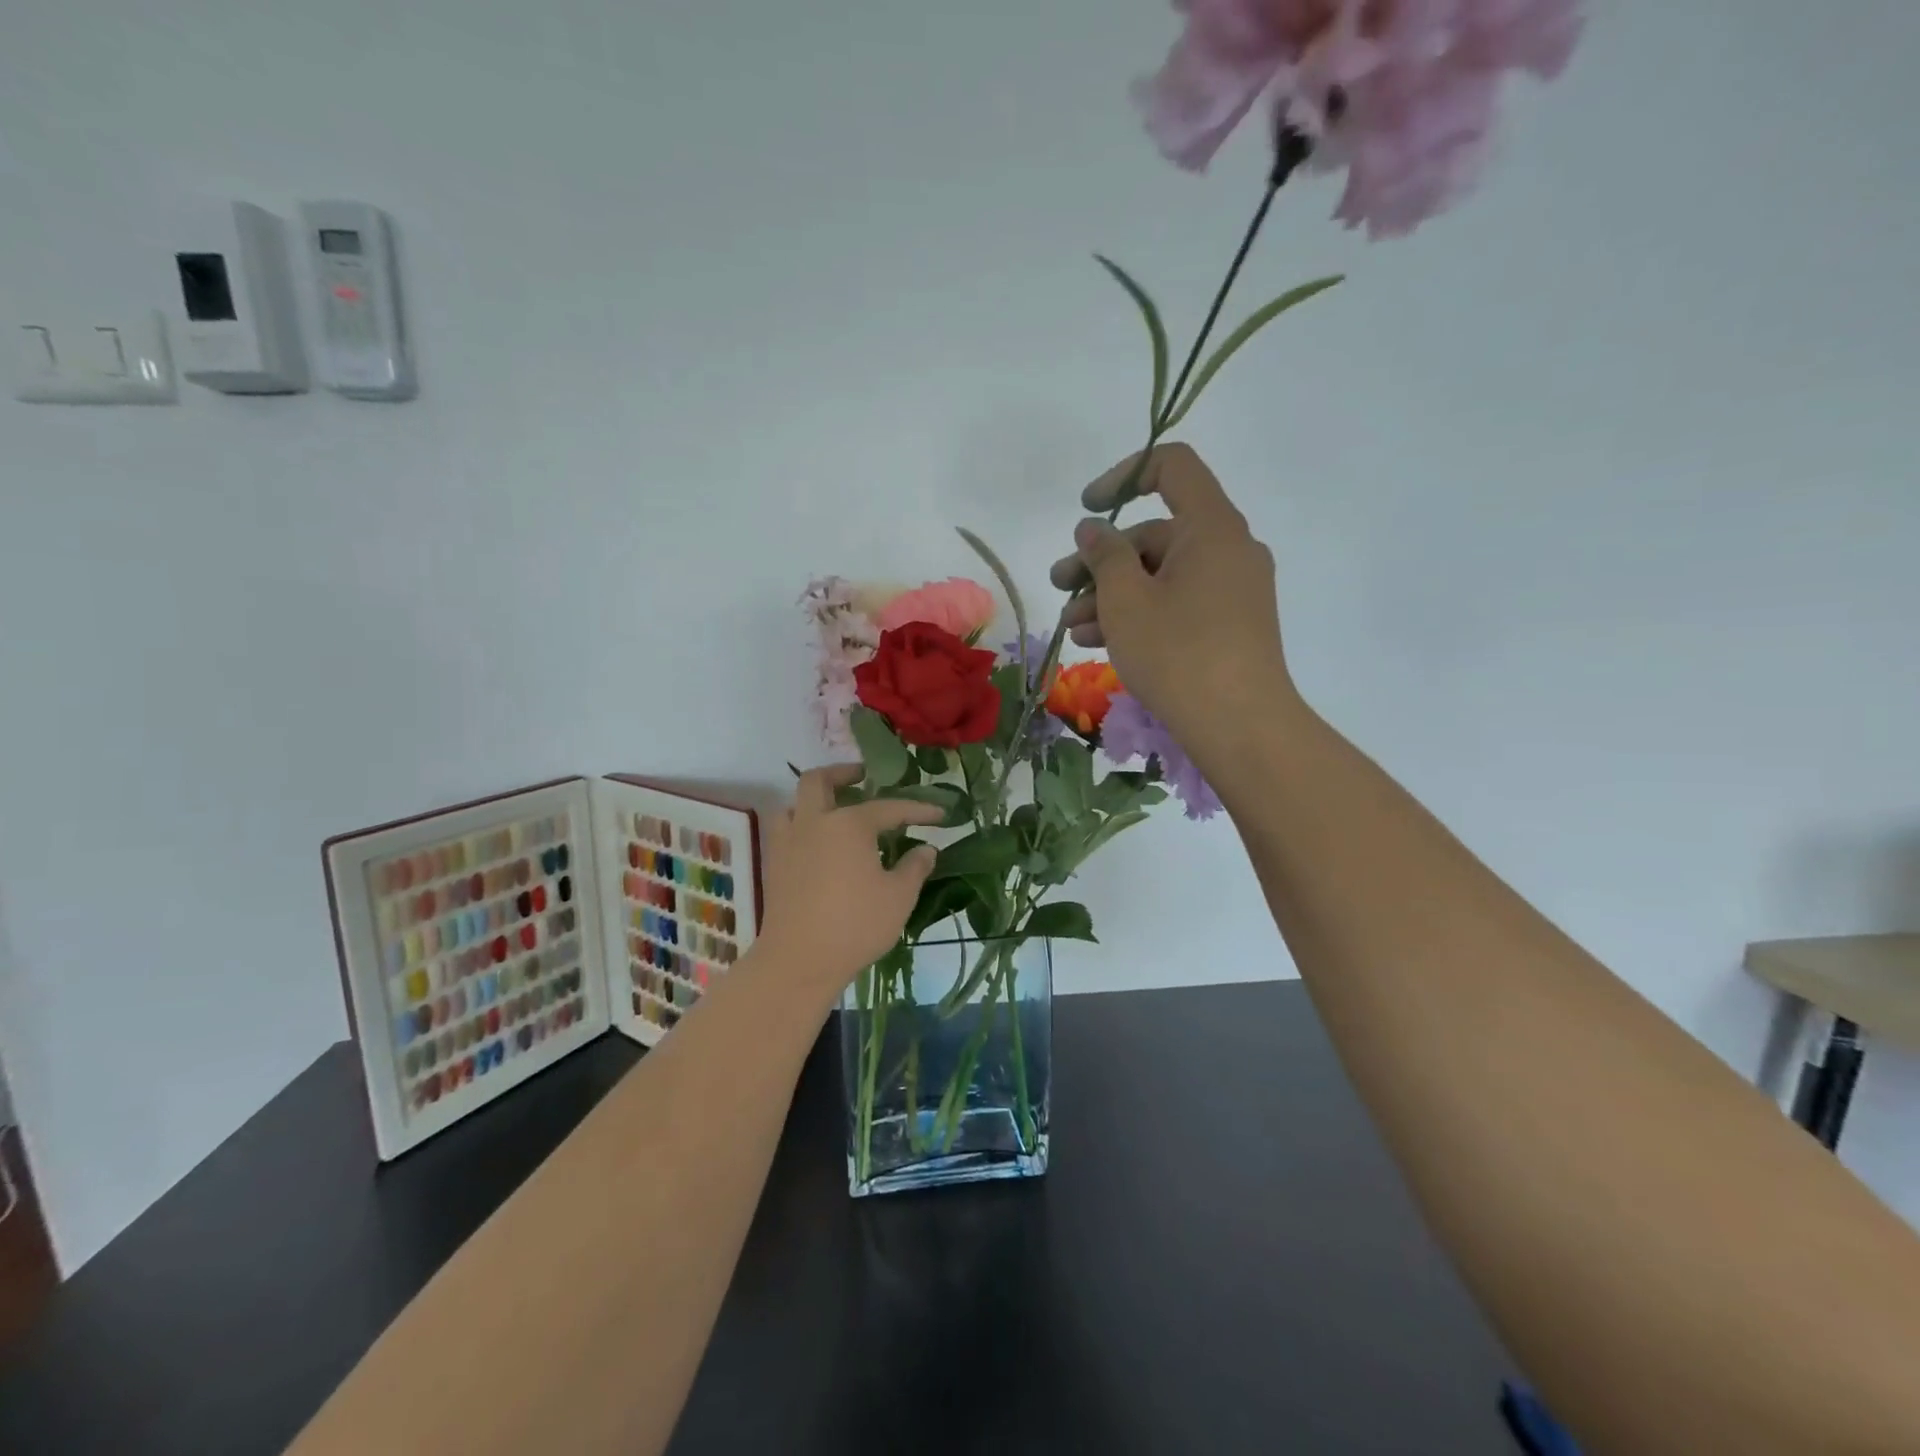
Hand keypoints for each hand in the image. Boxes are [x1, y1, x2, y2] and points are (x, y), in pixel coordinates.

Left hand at [759, 766, 941, 998]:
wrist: (799, 960)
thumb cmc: (855, 925)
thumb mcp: (899, 897)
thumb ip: (914, 867)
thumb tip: (925, 849)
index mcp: (849, 824)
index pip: (889, 808)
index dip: (917, 809)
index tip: (940, 814)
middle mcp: (815, 822)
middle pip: (819, 781)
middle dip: (843, 773)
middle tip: (863, 778)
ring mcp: (789, 842)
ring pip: (794, 803)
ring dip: (814, 799)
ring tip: (835, 810)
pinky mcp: (775, 864)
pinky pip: (786, 829)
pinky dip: (802, 825)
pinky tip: (818, 844)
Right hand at [1049, 443, 1297, 759]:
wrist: (1241, 726)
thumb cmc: (1177, 652)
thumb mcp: (1125, 600)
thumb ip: (1104, 554)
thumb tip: (1093, 529)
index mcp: (1211, 527)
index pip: (1172, 466)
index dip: (1124, 475)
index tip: (1087, 507)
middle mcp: (1229, 549)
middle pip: (1156, 533)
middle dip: (1101, 560)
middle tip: (1060, 587)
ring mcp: (1233, 589)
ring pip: (1162, 575)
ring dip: (1112, 595)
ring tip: (1073, 628)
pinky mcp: (1231, 625)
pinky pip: (1179, 602)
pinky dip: (1141, 614)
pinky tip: (1100, 643)